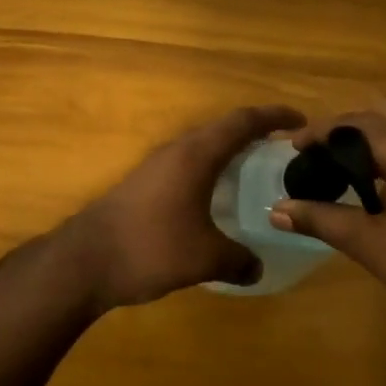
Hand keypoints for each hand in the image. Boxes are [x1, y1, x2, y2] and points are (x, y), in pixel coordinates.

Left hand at [60, 104, 305, 310]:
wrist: (85, 260)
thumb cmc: (151, 247)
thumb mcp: (204, 258)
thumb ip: (238, 260)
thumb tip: (257, 268)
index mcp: (196, 155)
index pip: (242, 121)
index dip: (273, 117)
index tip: (300, 121)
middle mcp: (177, 150)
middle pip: (222, 129)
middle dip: (254, 133)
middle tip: (282, 150)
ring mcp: (156, 165)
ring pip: (202, 147)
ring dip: (229, 152)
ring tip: (255, 172)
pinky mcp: (143, 184)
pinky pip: (187, 165)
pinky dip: (210, 171)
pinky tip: (216, 199)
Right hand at [269, 96, 385, 338]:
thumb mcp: (371, 246)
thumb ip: (321, 219)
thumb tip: (275, 210)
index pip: (356, 123)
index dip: (319, 132)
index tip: (289, 148)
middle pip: (382, 112)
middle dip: (344, 128)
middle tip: (314, 155)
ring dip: (369, 136)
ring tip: (336, 166)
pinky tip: (372, 181)